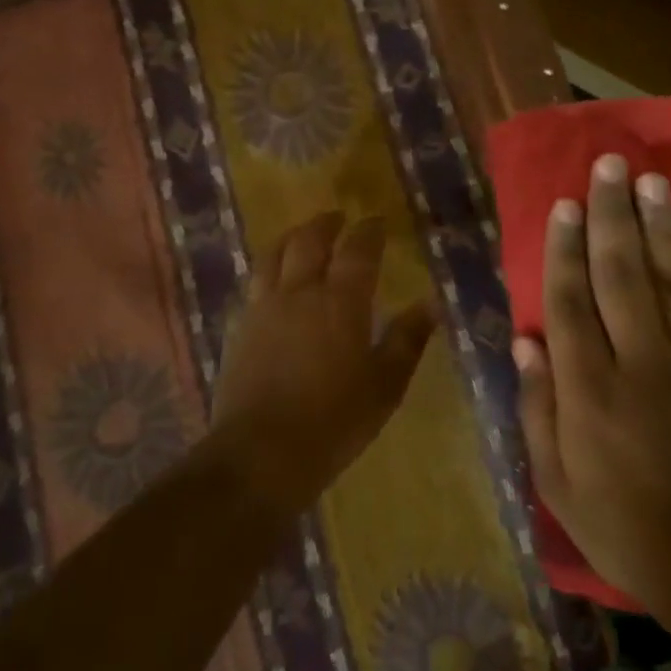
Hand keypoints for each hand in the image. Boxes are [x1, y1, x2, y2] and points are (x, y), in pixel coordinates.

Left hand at [209, 211, 436, 512]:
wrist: (261, 452)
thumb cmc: (335, 421)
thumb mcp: (385, 385)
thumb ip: (407, 340)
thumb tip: (431, 304)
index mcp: (340, 302)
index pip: (357, 250)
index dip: (369, 231)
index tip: (377, 221)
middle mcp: (299, 292)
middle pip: (309, 241)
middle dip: (326, 224)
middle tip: (338, 217)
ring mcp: (264, 308)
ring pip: (274, 255)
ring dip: (291, 237)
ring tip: (302, 235)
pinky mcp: (240, 327)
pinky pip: (255, 282)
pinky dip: (269, 268)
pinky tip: (274, 279)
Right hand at [514, 155, 670, 611]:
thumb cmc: (624, 525)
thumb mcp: (556, 481)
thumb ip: (538, 408)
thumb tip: (526, 343)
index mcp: (590, 390)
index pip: (570, 302)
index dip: (564, 249)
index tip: (563, 206)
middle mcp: (641, 362)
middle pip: (621, 274)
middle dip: (611, 216)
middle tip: (608, 167)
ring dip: (659, 226)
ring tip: (650, 181)